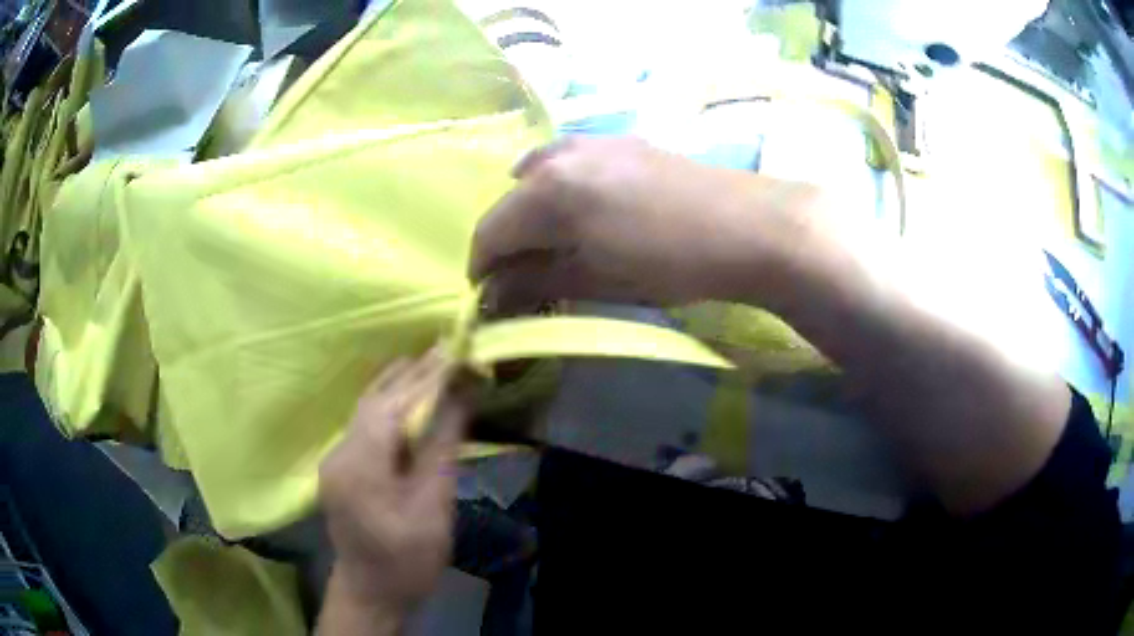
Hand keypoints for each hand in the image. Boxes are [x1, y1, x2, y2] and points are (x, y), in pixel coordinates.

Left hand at [319, 347, 470, 617]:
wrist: (373, 590)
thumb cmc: (409, 556)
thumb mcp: (433, 504)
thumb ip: (442, 445)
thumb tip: (462, 395)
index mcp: (360, 465)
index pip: (393, 406)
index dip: (425, 378)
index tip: (454, 352)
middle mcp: (339, 453)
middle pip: (374, 401)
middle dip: (410, 375)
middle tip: (445, 350)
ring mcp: (335, 458)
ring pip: (365, 409)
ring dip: (397, 386)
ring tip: (429, 364)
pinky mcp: (340, 466)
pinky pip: (363, 425)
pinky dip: (387, 406)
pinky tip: (406, 398)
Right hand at [470, 136, 820, 309]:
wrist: (747, 225)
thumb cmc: (669, 262)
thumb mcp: (597, 280)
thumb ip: (537, 283)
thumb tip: (493, 295)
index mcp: (545, 192)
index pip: (490, 231)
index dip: (482, 268)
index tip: (488, 296)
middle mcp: (557, 156)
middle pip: (510, 202)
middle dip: (507, 240)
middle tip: (522, 275)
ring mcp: (590, 141)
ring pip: (537, 177)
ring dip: (532, 212)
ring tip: (551, 243)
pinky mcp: (619, 141)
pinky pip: (569, 162)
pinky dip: (561, 188)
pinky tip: (583, 209)